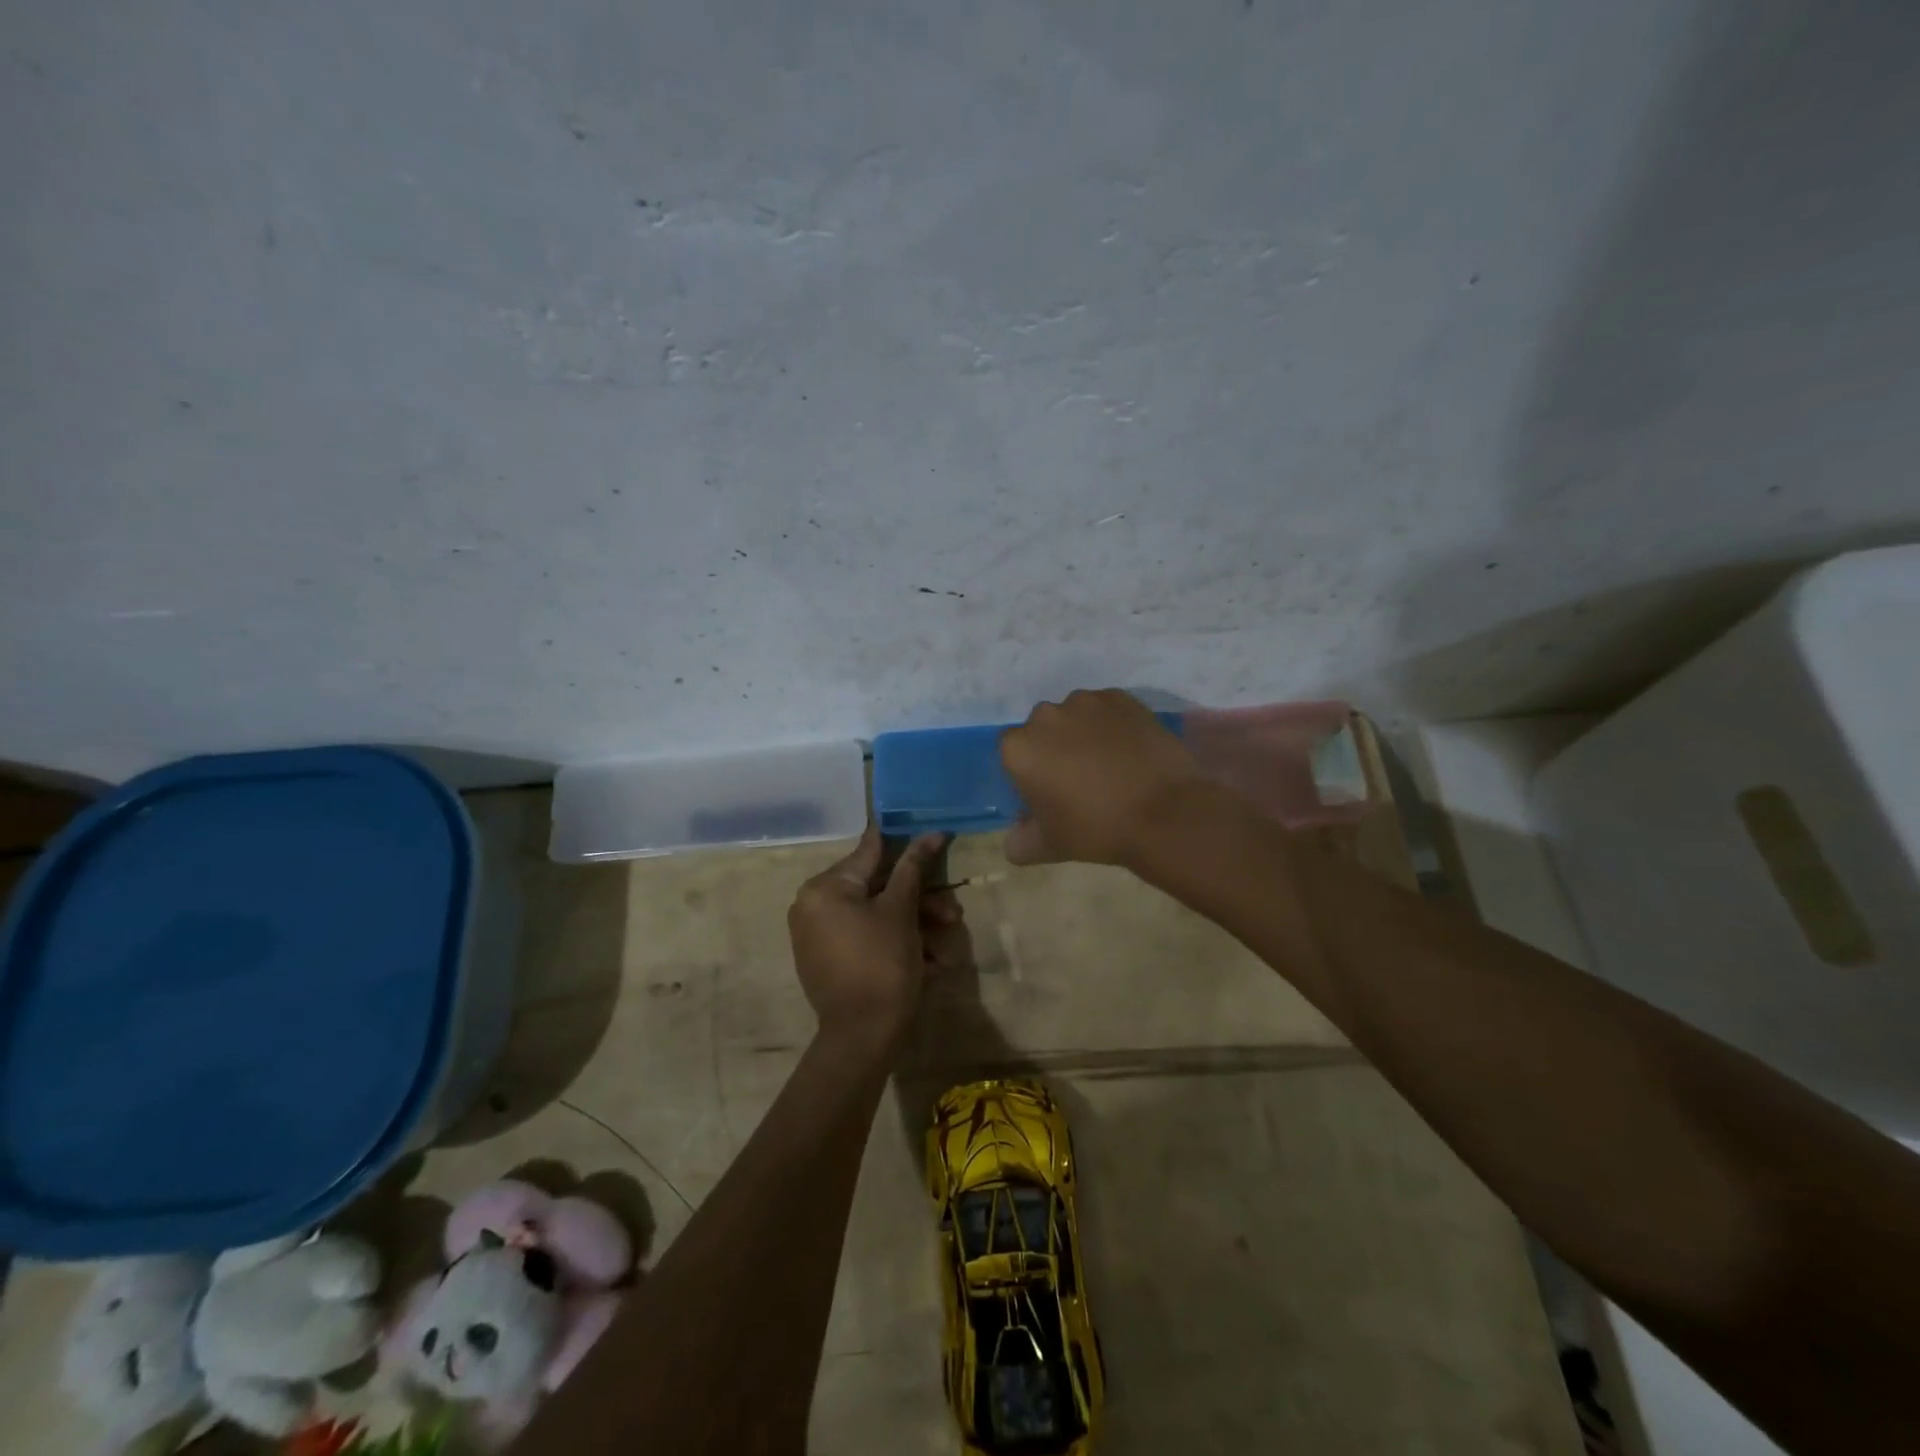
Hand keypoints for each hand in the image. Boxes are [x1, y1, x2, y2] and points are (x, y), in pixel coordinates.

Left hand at [788, 827, 958, 1050]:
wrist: (862, 1038)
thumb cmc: (882, 965)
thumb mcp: (901, 912)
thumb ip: (913, 868)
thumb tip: (930, 833)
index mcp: (824, 888)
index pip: (870, 852)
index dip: (905, 844)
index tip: (932, 834)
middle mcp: (813, 905)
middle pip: (876, 888)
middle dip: (919, 899)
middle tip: (952, 912)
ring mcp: (818, 934)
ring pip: (875, 914)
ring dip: (913, 922)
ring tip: (946, 941)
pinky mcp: (828, 959)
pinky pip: (865, 936)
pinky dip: (895, 940)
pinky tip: (928, 958)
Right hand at [999, 689, 1209, 866]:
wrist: (1165, 812)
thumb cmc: (1096, 829)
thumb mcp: (1049, 846)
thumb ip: (1020, 842)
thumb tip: (1015, 838)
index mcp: (1019, 748)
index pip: (1012, 754)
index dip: (1028, 772)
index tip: (1047, 792)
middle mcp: (1045, 715)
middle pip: (1042, 729)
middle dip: (1054, 748)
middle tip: (1079, 779)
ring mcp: (1085, 702)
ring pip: (1075, 716)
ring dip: (1083, 733)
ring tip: (1110, 764)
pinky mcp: (1121, 697)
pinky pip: (1107, 709)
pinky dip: (1112, 725)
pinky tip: (1130, 751)